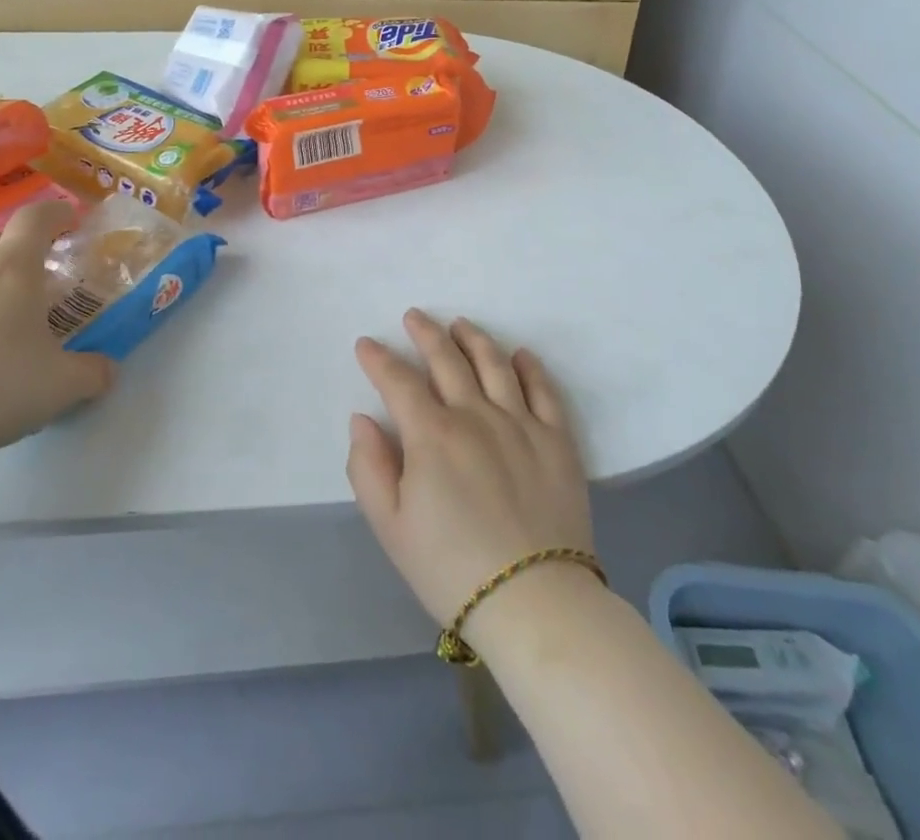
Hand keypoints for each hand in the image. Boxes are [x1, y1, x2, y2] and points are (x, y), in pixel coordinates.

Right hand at [346, 310, 593, 629]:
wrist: (535, 603)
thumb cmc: (450, 568)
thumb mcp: (390, 526)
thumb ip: (367, 466)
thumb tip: (363, 419)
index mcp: (431, 434)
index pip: (398, 381)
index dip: (378, 359)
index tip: (366, 344)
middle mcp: (475, 415)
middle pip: (446, 360)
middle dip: (425, 333)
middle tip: (414, 316)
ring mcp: (521, 423)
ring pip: (494, 364)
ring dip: (473, 339)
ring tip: (461, 325)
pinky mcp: (557, 441)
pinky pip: (544, 391)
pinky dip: (530, 367)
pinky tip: (520, 356)